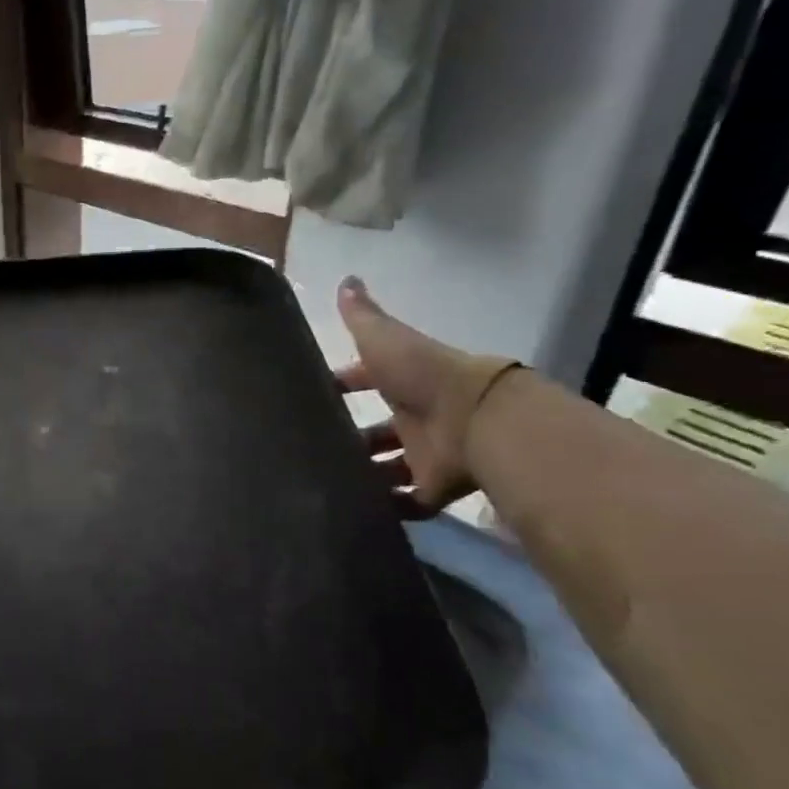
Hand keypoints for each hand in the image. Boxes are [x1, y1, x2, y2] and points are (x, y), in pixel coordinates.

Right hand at [335, 278, 519, 517]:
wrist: (476, 420)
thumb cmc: (423, 376)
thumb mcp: (385, 339)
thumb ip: (363, 316)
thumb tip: (346, 278)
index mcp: (402, 382)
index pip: (366, 380)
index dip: (343, 384)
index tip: (312, 395)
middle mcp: (414, 418)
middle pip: (377, 431)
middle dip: (351, 439)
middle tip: (312, 448)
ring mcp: (426, 455)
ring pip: (389, 467)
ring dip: (364, 475)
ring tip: (326, 482)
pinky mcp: (434, 488)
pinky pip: (408, 502)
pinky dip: (388, 507)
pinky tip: (356, 509)